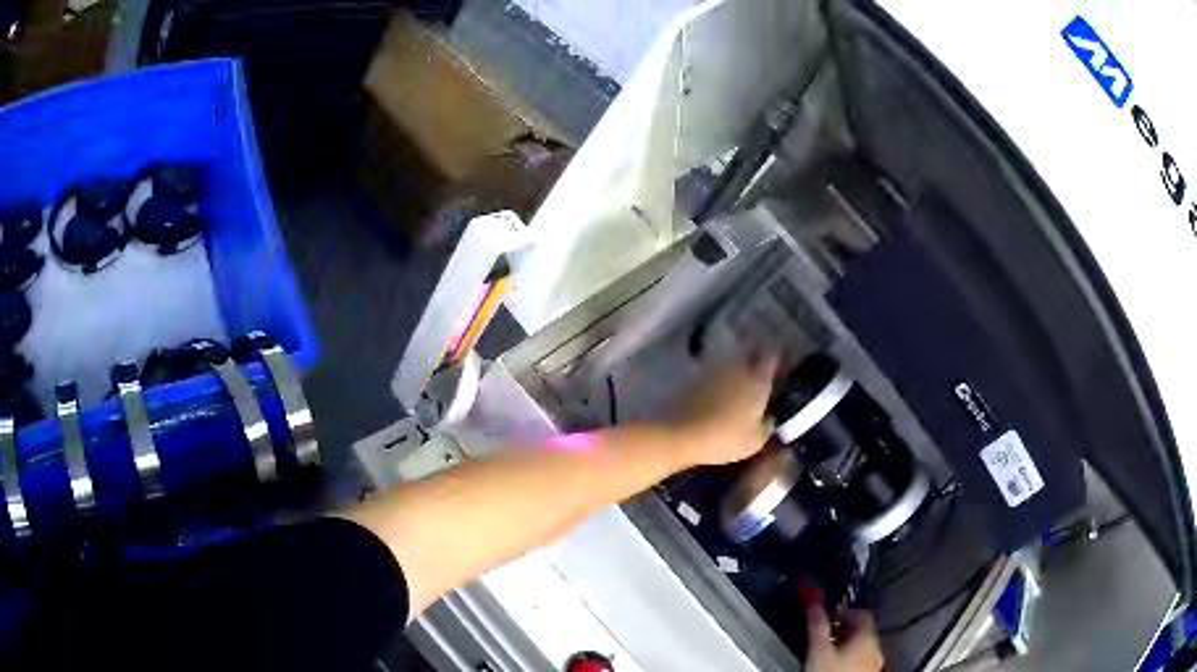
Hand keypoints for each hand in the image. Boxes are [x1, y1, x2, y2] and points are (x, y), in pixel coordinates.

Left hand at [670, 354, 778, 466]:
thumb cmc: (724, 438)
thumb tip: (769, 417)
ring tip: (738, 370)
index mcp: (757, 380)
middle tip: (759, 360)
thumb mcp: (754, 441)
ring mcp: (714, 367)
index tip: (779, 361)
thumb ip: (766, 425)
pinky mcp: (694, 374)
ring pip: (729, 355)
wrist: (681, 433)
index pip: (772, 357)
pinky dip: (716, 372)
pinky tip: (716, 383)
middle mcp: (737, 367)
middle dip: (756, 350)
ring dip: (735, 359)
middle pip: (750, 348)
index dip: (777, 357)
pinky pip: (712, 367)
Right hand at [805, 605, 884, 671]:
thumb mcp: (818, 649)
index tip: (828, 618)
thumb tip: (813, 603)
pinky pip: (862, 660)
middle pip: (862, 630)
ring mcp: (875, 663)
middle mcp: (876, 647)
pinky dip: (850, 660)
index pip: (861, 613)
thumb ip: (817, 625)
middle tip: (825, 637)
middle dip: (843, 631)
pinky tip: (835, 667)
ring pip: (862, 646)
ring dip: (846, 646)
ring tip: (827, 654)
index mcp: (867, 636)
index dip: (843, 613)